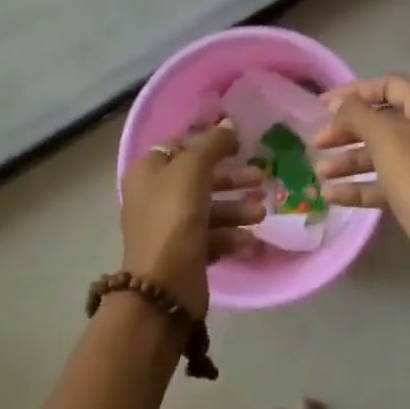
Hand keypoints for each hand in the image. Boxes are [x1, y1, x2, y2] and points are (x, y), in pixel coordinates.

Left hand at [120, 122, 265, 318]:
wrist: (164, 285)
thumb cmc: (174, 216)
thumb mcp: (193, 169)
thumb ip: (213, 144)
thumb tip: (228, 124)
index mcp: (148, 171)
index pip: (180, 146)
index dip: (208, 142)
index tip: (237, 143)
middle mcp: (155, 196)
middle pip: (198, 177)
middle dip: (231, 178)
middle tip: (259, 177)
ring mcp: (169, 227)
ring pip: (208, 208)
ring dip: (237, 208)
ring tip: (261, 213)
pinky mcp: (184, 253)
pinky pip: (211, 236)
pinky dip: (230, 235)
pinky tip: (248, 238)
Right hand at [315, 75, 409, 295]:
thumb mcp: (384, 138)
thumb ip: (357, 114)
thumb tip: (340, 103)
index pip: (388, 85)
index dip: (353, 92)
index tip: (322, 106)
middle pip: (385, 121)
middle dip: (349, 131)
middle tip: (317, 142)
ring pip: (387, 153)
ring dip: (352, 160)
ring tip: (320, 172)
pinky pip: (392, 181)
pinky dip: (365, 185)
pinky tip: (333, 195)